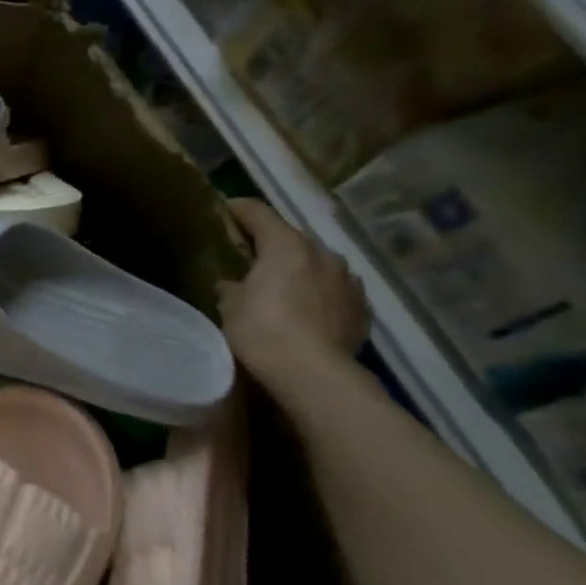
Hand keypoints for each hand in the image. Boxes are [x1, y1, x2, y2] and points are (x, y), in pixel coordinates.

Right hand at [218, 199, 369, 383]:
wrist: (314, 374)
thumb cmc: (262, 331)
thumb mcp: (229, 306)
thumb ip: (230, 285)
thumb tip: (232, 282)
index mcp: (286, 244)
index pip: (257, 212)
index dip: (237, 209)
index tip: (222, 212)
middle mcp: (323, 253)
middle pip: (290, 239)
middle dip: (270, 247)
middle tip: (249, 263)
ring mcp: (348, 280)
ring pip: (316, 265)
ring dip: (299, 272)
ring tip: (282, 292)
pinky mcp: (362, 309)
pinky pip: (334, 293)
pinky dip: (319, 297)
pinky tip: (307, 315)